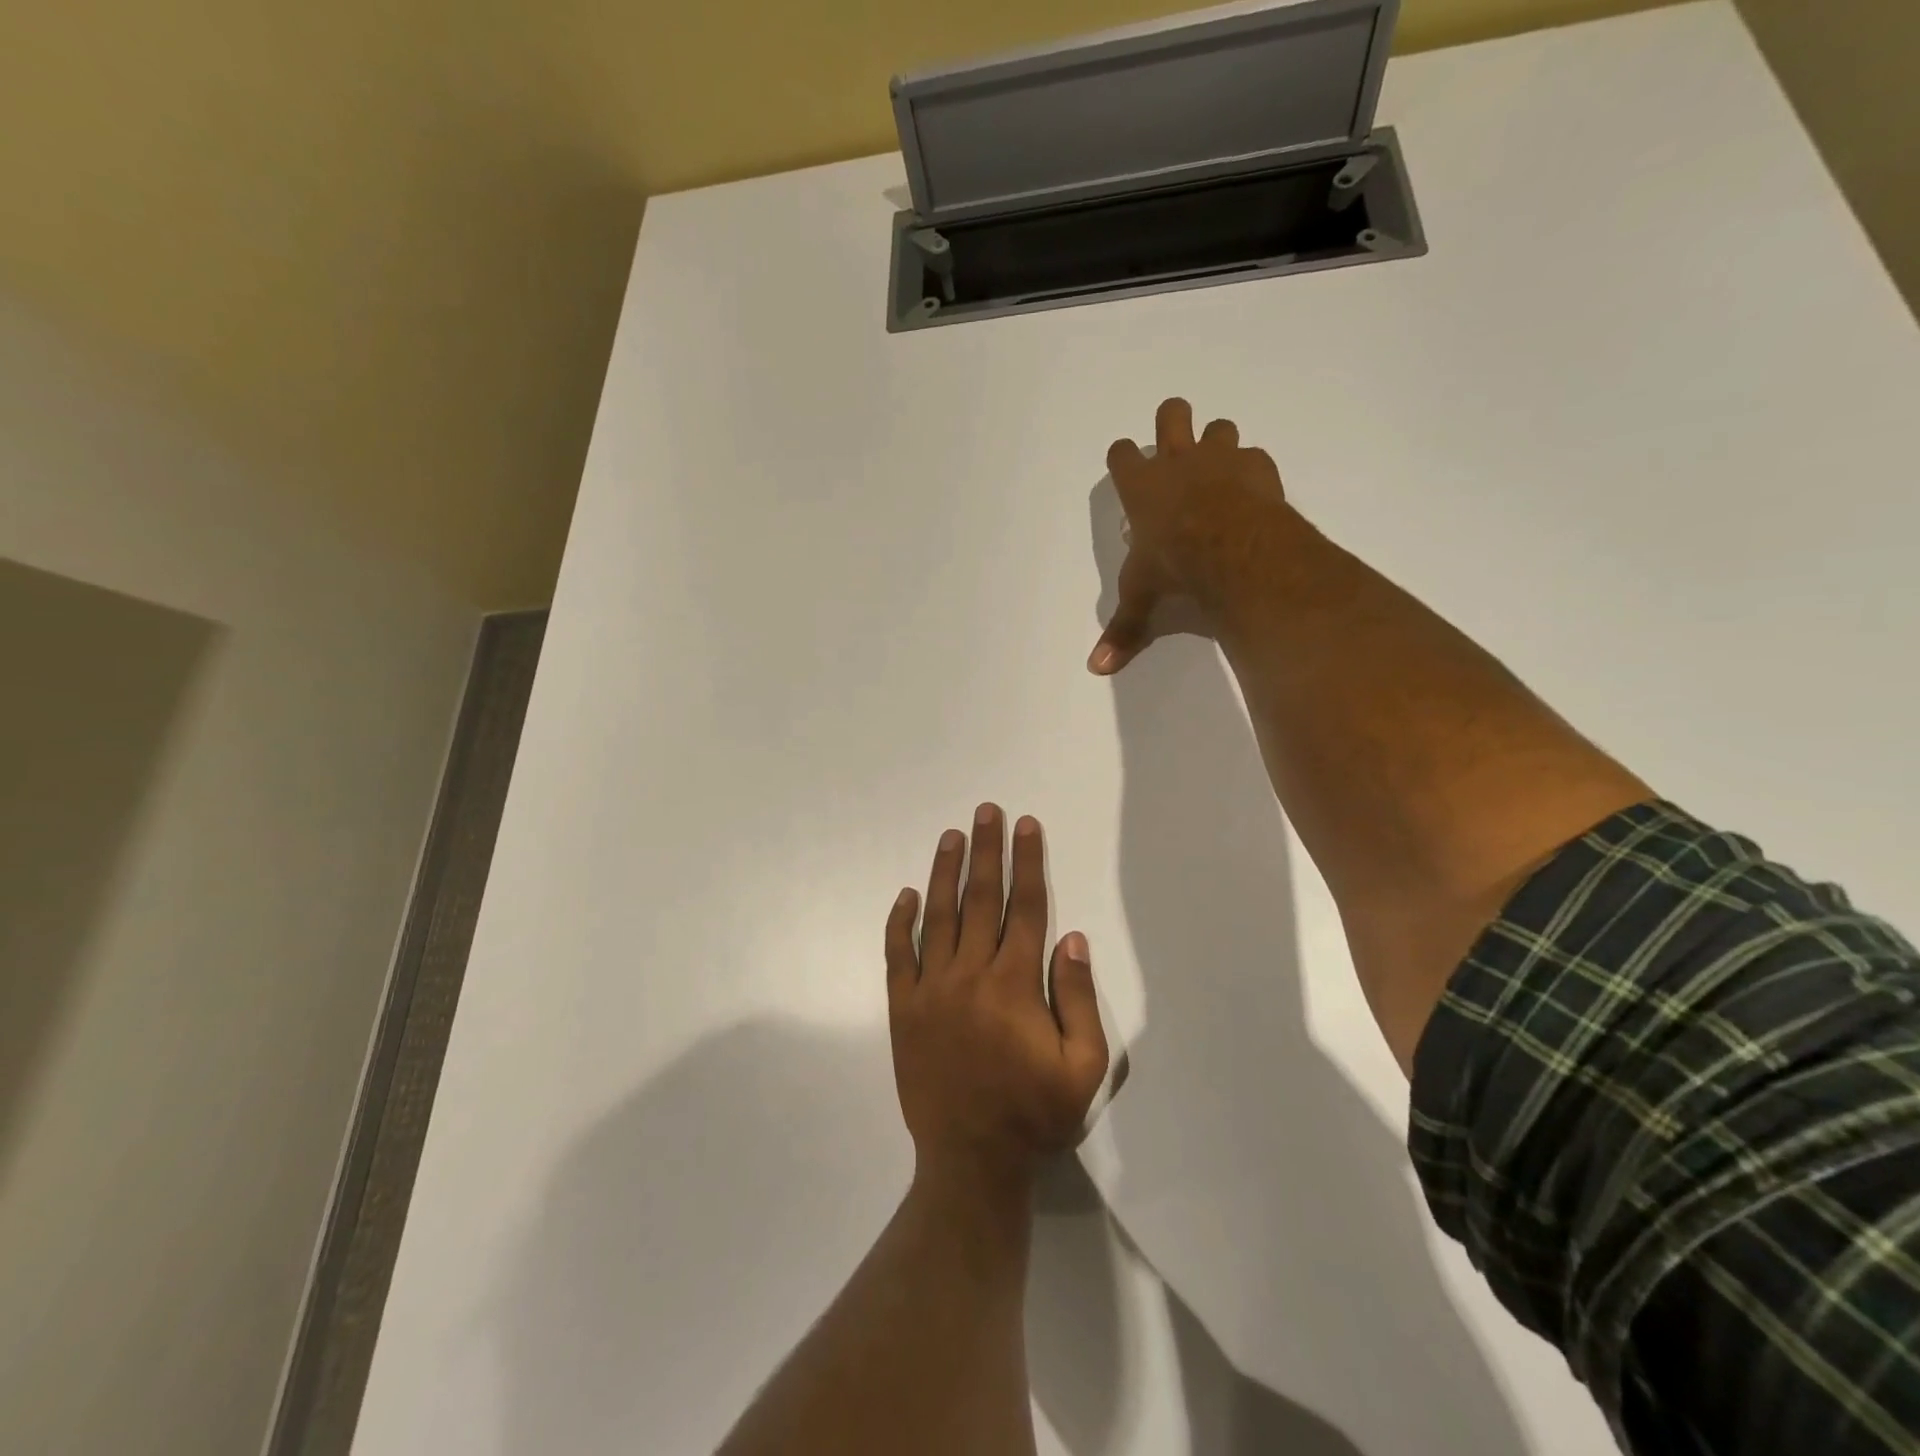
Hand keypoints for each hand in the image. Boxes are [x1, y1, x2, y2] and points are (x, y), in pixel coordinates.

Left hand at [886, 805, 1108, 1191]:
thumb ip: (1079, 999)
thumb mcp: (1084, 1067)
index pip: (1025, 907)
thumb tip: (1070, 938)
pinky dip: (900, 922)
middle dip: (987, 850)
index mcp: (1016, 984)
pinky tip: (906, 894)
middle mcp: (971, 974)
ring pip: (938, 916)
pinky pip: (897, 955)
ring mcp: (930, 989)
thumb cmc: (1034, 1114)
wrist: (971, 1160)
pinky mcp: (902, 1008)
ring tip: (952, 835)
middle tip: (987, 811)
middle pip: (981, 898)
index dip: (1027, 862)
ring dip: (945, 871)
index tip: (1026, 825)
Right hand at [1088, 397, 1293, 675]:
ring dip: (1216, 444)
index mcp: (1141, 486)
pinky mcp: (1257, 467)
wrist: (1234, 551)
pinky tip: (1252, 494)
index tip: (1125, 468)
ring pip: (1218, 427)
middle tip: (1176, 449)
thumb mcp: (1142, 597)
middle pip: (1171, 414)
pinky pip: (1253, 456)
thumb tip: (1096, 668)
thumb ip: (1124, 627)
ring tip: (1218, 473)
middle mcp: (1178, 461)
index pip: (1121, 453)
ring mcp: (1220, 459)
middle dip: (1172, 422)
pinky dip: (1251, 471)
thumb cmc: (1174, 566)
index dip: (1122, 458)